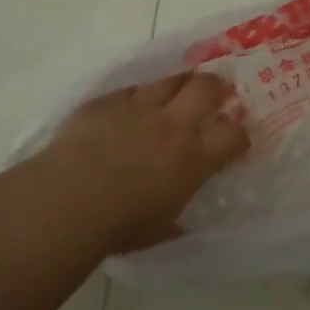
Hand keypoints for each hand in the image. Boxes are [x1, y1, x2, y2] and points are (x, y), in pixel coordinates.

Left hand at [35, 72, 249, 252]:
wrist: (70, 199)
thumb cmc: (120, 224)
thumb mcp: (160, 230)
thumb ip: (176, 218)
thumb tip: (180, 224)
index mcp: (193, 158)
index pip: (233, 135)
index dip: (240, 134)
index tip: (237, 140)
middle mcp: (171, 124)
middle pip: (206, 88)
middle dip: (217, 86)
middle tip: (217, 92)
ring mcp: (138, 107)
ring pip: (168, 79)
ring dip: (178, 83)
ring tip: (177, 89)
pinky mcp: (106, 101)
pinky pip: (129, 89)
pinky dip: (136, 96)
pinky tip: (130, 107)